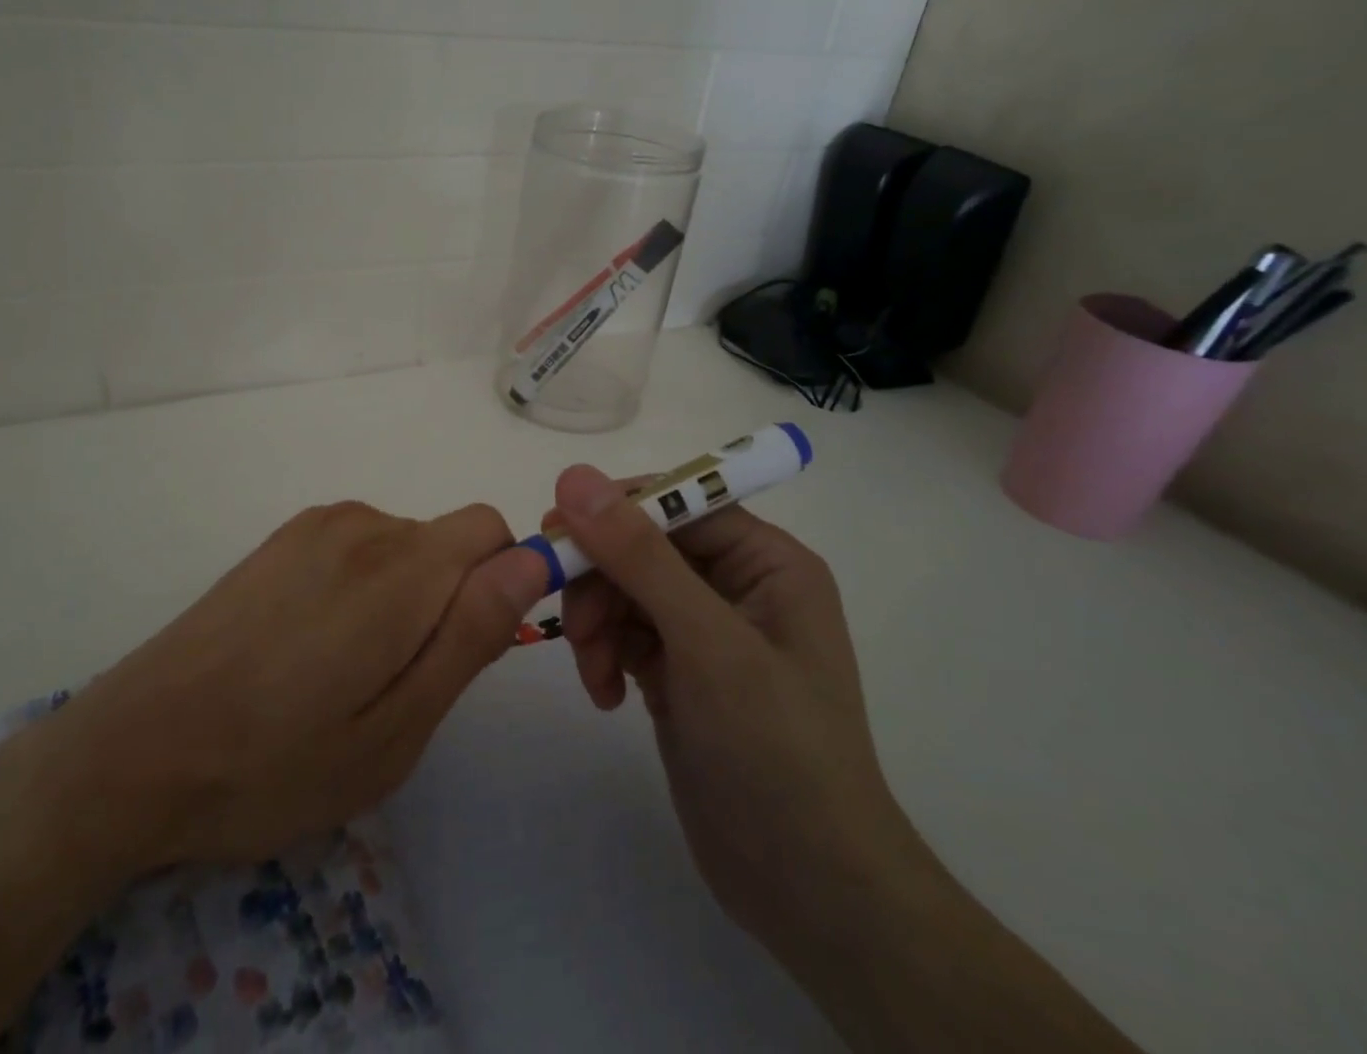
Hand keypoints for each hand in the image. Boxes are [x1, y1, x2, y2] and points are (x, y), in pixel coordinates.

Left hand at [46, 499, 544, 877]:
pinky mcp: (281, 539)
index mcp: (400, 568)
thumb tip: (531, 561)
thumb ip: (470, 634)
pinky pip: (358, 547)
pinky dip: (361, 586)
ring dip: (403, 597)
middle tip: (396, 685)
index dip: (502, 582)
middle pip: (447, 541)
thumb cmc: (276, 762)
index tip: (469, 648)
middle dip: (448, 600)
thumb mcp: (395, 729)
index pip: (492, 530)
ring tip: (346, 674)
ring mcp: (315, 526)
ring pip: (403, 545)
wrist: (136, 749)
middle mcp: (362, 524)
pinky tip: (309, 647)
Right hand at [548, 465, 926, 958]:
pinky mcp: (678, 671)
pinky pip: (623, 633)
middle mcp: (736, 585)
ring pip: (623, 590)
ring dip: (596, 625)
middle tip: (572, 625)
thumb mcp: (706, 642)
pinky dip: (604, 656)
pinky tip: (605, 697)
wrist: (808, 891)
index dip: (617, 509)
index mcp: (766, 561)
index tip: (557, 527)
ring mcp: (704, 630)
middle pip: (641, 546)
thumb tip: (575, 475)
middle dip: (602, 582)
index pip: (679, 502)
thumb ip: (639, 555)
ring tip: (595, 675)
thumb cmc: (774, 750)